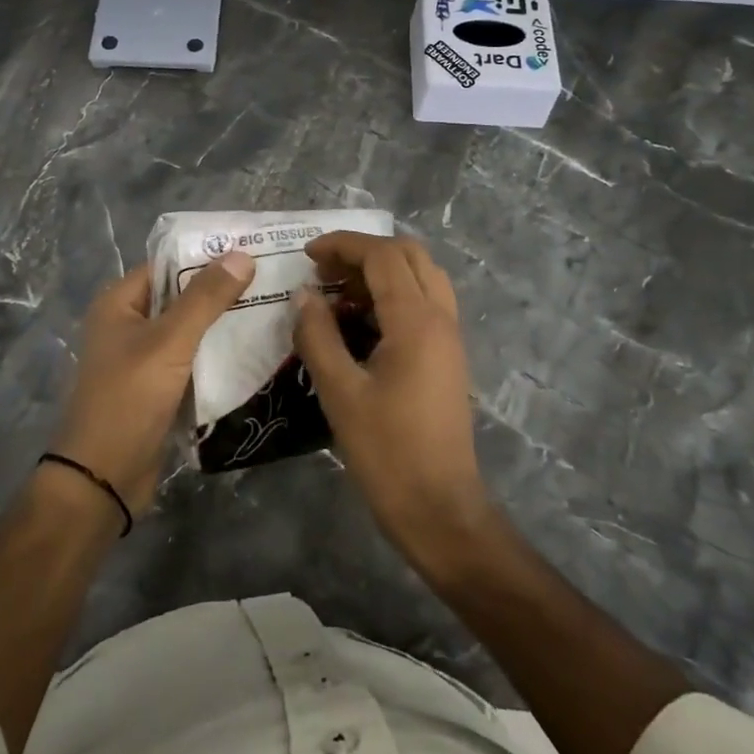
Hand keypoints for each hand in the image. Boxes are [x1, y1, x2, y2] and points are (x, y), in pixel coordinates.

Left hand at [51, 250, 255, 513]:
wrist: (103, 479)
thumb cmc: (129, 399)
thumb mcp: (170, 342)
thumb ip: (206, 298)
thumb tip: (242, 254)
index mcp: (119, 303)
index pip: (168, 265)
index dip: (207, 255)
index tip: (253, 249)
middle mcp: (128, 324)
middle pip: (181, 296)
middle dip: (222, 290)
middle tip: (273, 280)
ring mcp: (143, 358)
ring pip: (190, 330)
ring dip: (223, 323)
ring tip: (273, 309)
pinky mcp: (158, 388)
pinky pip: (192, 360)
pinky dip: (217, 354)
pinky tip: (255, 349)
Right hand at [294, 233, 495, 569]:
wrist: (440, 509)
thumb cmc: (387, 452)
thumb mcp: (340, 392)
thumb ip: (318, 335)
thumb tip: (304, 295)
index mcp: (416, 321)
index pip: (382, 255)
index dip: (343, 245)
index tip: (307, 255)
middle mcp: (440, 317)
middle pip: (408, 254)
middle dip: (363, 252)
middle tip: (325, 273)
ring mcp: (450, 336)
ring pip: (422, 275)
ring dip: (382, 271)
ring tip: (340, 294)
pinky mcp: (449, 356)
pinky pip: (426, 302)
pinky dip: (395, 294)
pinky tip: (363, 322)